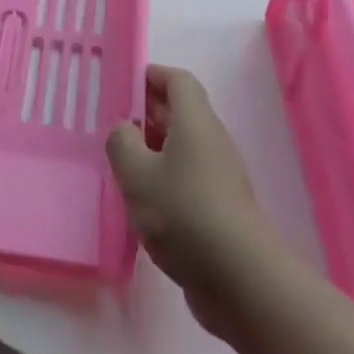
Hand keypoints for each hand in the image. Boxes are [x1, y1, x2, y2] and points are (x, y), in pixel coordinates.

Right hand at [107, 66, 272, 336]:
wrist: (238, 277)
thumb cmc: (183, 213)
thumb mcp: (136, 174)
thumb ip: (121, 143)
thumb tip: (125, 130)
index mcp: (195, 122)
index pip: (178, 81)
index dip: (152, 76)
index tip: (124, 85)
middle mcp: (212, 142)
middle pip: (181, 113)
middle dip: (148, 113)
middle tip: (114, 126)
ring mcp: (220, 176)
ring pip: (183, 148)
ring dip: (154, 150)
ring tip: (122, 165)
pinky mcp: (220, 208)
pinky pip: (188, 178)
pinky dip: (165, 179)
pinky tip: (142, 202)